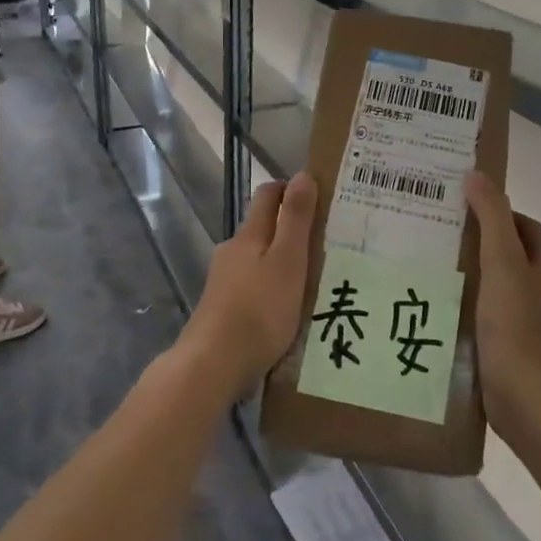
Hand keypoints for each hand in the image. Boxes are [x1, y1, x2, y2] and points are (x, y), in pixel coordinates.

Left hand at [178, 174, 317, 400]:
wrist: (212, 366)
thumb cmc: (258, 310)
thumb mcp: (287, 262)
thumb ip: (295, 219)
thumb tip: (302, 175)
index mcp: (249, 235)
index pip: (268, 195)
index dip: (291, 189)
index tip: (321, 195)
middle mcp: (232, 252)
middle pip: (263, 228)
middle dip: (291, 228)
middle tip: (328, 241)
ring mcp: (224, 282)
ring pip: (259, 260)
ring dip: (283, 262)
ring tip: (315, 277)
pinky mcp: (223, 309)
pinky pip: (254, 287)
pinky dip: (272, 288)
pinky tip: (289, 307)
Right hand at [464, 172, 540, 438]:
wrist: (524, 393)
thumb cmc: (514, 321)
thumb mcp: (501, 259)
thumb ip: (491, 215)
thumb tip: (477, 175)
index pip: (526, 227)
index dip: (499, 214)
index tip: (465, 212)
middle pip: (517, 256)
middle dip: (486, 246)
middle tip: (447, 239)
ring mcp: (538, 322)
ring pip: (507, 287)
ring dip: (481, 278)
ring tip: (443, 273)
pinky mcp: (522, 348)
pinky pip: (498, 317)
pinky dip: (479, 309)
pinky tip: (451, 312)